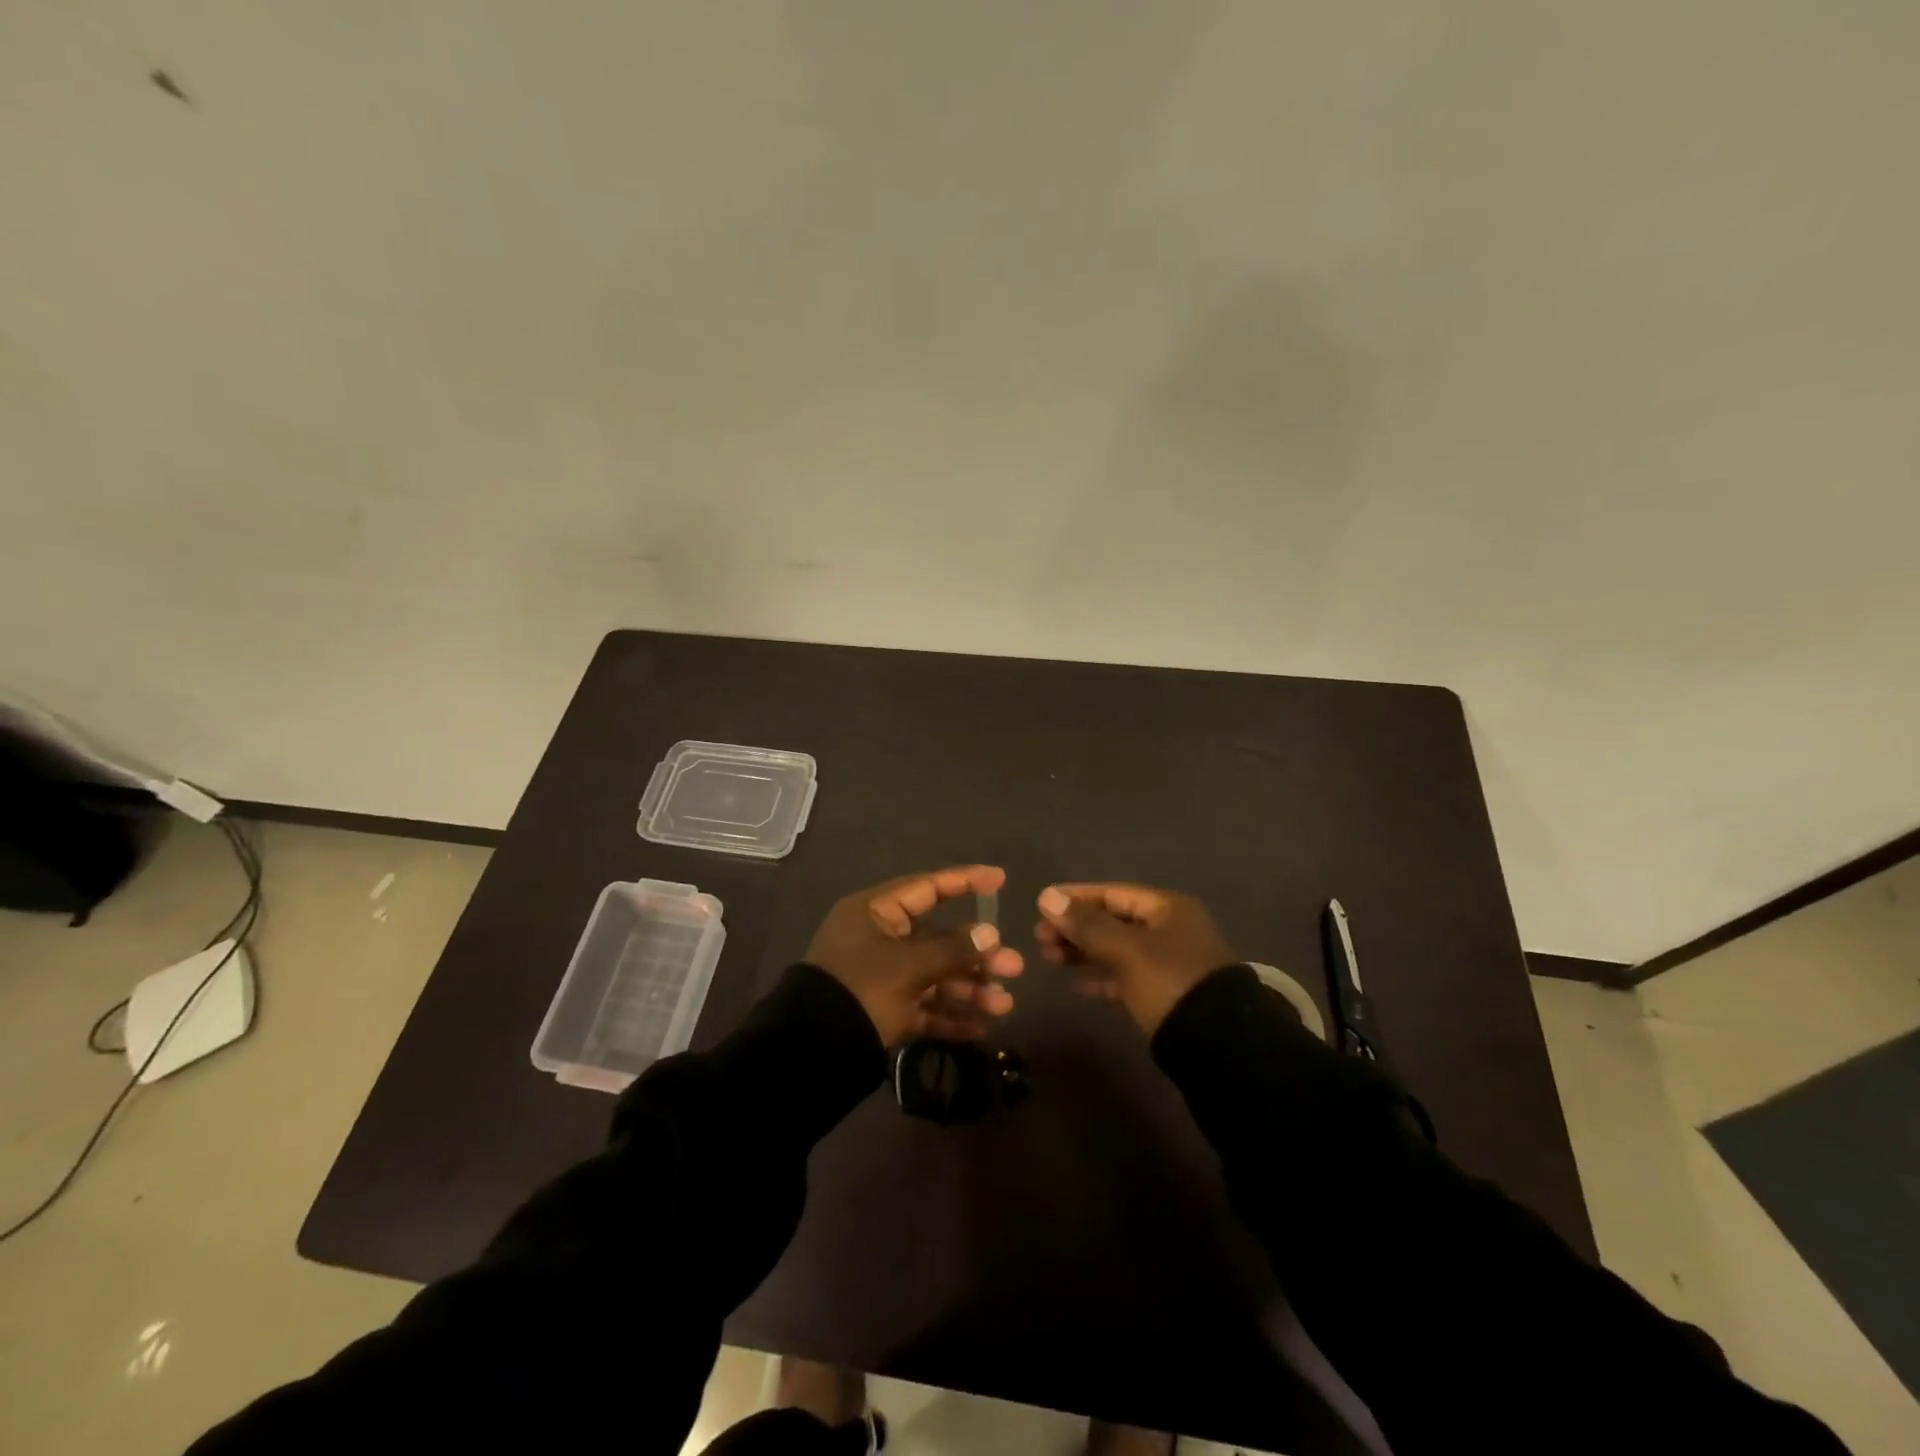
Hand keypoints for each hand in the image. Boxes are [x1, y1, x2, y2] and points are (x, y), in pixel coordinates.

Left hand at [806, 865, 1022, 1046]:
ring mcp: (882, 977)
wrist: (812, 1052)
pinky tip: (980, 1028)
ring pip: (935, 976)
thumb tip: (990, 934)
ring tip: (1004, 1006)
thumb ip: (953, 950)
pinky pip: (923, 1008)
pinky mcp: (884, 1012)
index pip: (927, 888)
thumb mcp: (909, 967)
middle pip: (938, 939)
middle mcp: (879, 939)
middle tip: (1014, 968)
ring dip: (969, 989)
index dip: (964, 882)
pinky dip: (949, 1016)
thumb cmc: (861, 990)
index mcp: (875, 913)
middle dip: (977, 956)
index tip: (1000, 880)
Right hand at [1034, 883, 1236, 1034]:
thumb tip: (1046, 897)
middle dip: (1075, 927)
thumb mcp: (1126, 950)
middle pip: (1113, 920)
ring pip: (1116, 948)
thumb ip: (1086, 924)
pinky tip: (1074, 985)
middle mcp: (1169, 929)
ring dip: (1082, 951)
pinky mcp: (1164, 994)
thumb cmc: (1170, 982)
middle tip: (1039, 937)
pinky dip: (1100, 977)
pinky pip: (1125, 977)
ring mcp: (1168, 963)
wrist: (1219, 1045)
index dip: (1075, 897)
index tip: (1041, 904)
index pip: (1112, 893)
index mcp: (1167, 909)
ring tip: (1047, 957)